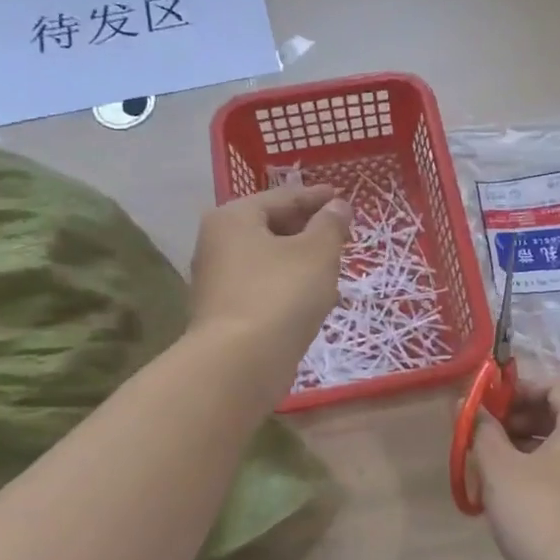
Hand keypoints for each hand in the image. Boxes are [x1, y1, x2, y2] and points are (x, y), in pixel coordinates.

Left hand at [189, 186, 349, 389]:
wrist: (241, 362)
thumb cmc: (281, 294)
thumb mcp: (317, 253)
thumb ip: (330, 225)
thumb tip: (338, 206)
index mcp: (234, 218)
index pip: (283, 197)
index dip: (317, 197)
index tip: (342, 197)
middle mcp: (218, 244)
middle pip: (272, 227)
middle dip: (308, 229)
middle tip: (341, 233)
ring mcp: (218, 281)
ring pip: (269, 260)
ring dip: (301, 261)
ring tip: (334, 266)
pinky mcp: (226, 314)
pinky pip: (265, 288)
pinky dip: (290, 286)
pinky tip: (315, 299)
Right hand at [472, 379, 559, 559]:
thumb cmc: (538, 512)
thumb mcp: (499, 467)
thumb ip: (481, 430)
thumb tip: (467, 405)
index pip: (554, 386)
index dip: (518, 388)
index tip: (486, 403)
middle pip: (556, 416)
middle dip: (515, 419)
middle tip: (481, 433)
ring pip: (556, 449)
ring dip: (520, 449)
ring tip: (485, 464)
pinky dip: (533, 474)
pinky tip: (502, 495)